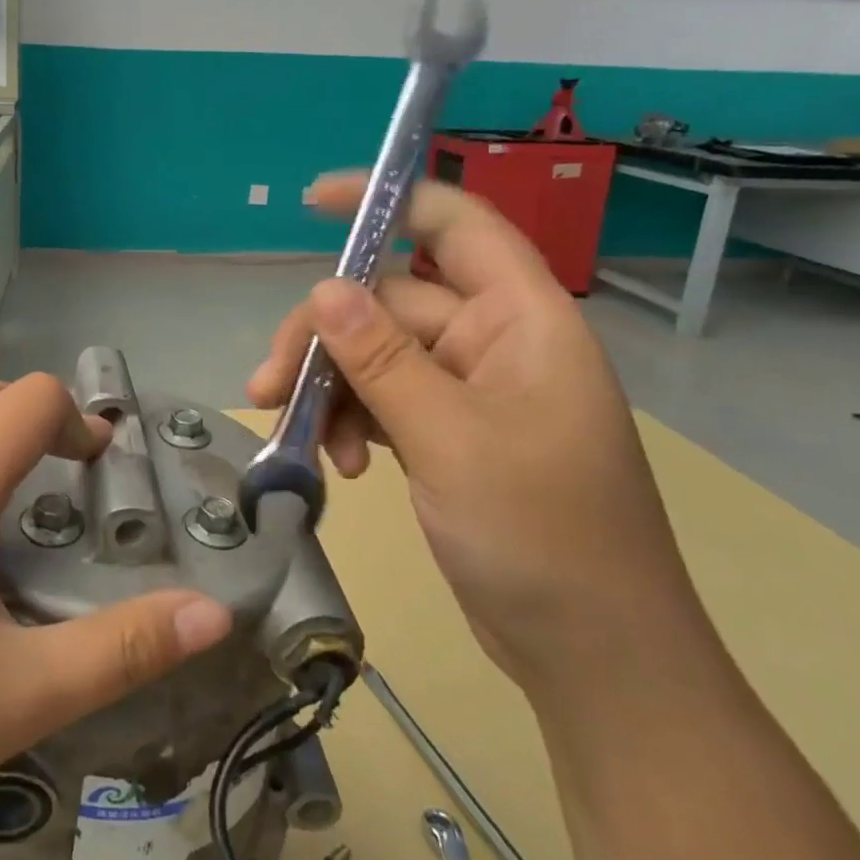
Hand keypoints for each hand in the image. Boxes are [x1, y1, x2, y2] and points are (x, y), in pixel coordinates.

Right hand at [249, 175, 716, 698]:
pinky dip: (352, 423)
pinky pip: (384, 402)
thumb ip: (383, 359)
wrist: (594, 657)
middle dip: (325, 338)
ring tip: (296, 437)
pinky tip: (344, 469)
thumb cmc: (543, 538)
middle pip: (389, 303)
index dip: (388, 201)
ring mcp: (469, 391)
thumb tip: (323, 288)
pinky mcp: (448, 434)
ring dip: (331, 388)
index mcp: (522, 320)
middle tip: (266, 385)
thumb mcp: (450, 440)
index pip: (455, 226)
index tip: (314, 204)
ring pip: (377, 356)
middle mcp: (494, 342)